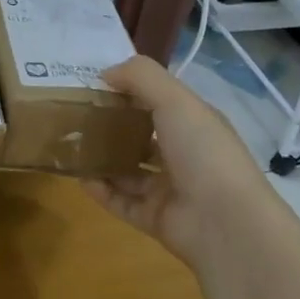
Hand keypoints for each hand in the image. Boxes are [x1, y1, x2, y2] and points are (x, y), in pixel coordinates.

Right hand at [83, 55, 261, 264]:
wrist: (226, 225)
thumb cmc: (203, 151)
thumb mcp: (175, 99)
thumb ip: (140, 76)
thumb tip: (105, 73)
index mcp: (195, 124)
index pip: (160, 102)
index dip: (130, 91)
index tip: (95, 84)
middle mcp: (184, 155)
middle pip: (142, 136)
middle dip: (113, 125)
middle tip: (77, 116)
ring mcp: (170, 189)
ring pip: (129, 170)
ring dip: (103, 158)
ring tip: (72, 146)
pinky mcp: (156, 218)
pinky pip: (122, 201)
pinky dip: (101, 191)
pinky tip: (80, 178)